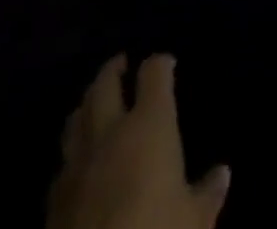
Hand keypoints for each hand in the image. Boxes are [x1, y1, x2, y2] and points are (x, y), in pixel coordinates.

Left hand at [46, 54, 229, 228]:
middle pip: (105, 83)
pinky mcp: (53, 200)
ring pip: (77, 116)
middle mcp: (110, 132)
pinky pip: (63, 160)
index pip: (154, 73)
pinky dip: (73, 150)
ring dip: (88, 104)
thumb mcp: (194, 222)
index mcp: (149, 125)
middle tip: (123, 65)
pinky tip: (80, 161)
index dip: (161, 63)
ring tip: (97, 103)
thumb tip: (222, 173)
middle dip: (114, 69)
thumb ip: (207, 193)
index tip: (168, 64)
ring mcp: (77, 164)